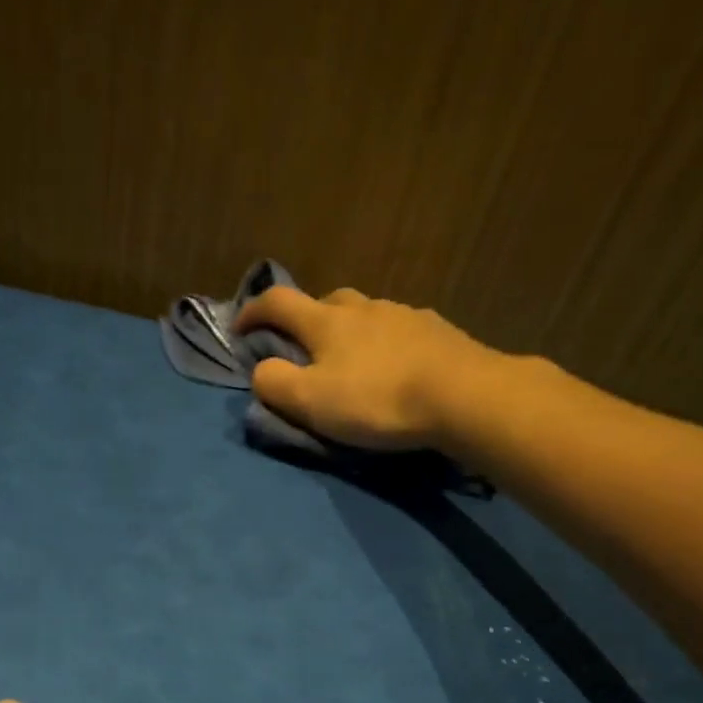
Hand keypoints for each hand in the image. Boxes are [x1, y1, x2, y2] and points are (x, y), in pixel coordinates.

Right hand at [232, 286, 497, 449]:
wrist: (463, 395)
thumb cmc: (378, 399)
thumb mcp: (311, 401)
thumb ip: (274, 384)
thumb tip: (261, 370)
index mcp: (326, 322)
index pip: (277, 302)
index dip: (252, 312)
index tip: (240, 329)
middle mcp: (363, 307)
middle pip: (325, 302)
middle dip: (306, 320)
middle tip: (304, 349)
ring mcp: (404, 315)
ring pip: (365, 314)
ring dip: (350, 331)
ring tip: (353, 361)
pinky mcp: (437, 331)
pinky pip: (399, 330)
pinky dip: (385, 343)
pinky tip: (396, 366)